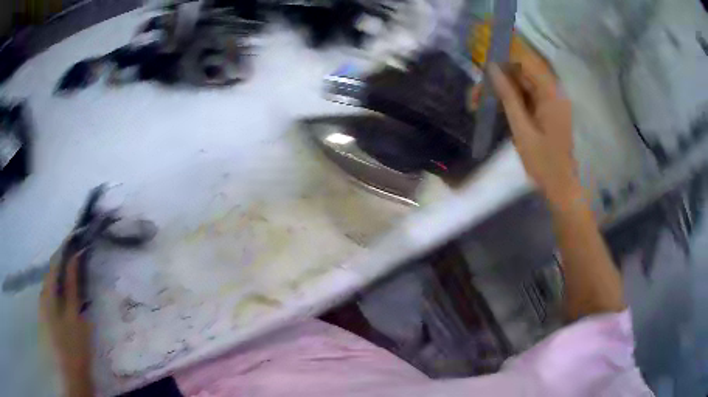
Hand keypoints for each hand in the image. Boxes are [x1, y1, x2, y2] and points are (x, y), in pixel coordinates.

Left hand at [40, 249, 93, 396]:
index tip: (76, 237)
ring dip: (62, 273)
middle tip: (79, 253)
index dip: (64, 248)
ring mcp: (45, 305)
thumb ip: (72, 285)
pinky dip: (61, 286)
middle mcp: (43, 294)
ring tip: (76, 269)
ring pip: (52, 282)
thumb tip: (74, 258)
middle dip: (63, 260)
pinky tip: (69, 291)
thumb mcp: (74, 314)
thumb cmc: (74, 344)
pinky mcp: (49, 315)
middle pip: (52, 271)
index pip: (54, 262)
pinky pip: (53, 293)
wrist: (71, 372)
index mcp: (47, 291)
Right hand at [469, 43, 582, 207]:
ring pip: (520, 83)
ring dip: (499, 89)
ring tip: (478, 104)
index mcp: (551, 93)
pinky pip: (524, 94)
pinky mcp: (545, 108)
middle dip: (496, 77)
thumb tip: (492, 68)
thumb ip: (508, 97)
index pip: (526, 59)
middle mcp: (552, 91)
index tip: (481, 49)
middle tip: (475, 96)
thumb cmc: (544, 163)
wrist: (562, 187)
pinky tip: (493, 107)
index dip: (504, 50)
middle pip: (521, 70)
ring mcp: (549, 100)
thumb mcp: (522, 131)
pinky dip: (508, 99)